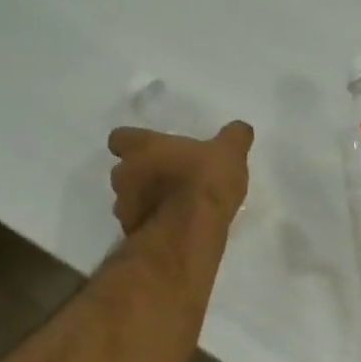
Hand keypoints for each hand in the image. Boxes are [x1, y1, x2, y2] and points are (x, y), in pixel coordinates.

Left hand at [107, 121, 253, 235]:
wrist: (190, 231)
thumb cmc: (204, 180)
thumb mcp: (230, 152)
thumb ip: (234, 137)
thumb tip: (241, 128)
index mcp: (141, 146)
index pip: (119, 137)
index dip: (132, 143)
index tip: (150, 149)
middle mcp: (124, 174)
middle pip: (122, 170)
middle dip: (139, 174)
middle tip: (167, 179)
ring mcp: (123, 207)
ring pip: (127, 199)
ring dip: (143, 201)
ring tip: (171, 207)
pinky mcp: (130, 233)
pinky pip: (137, 224)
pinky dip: (150, 224)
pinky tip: (172, 228)